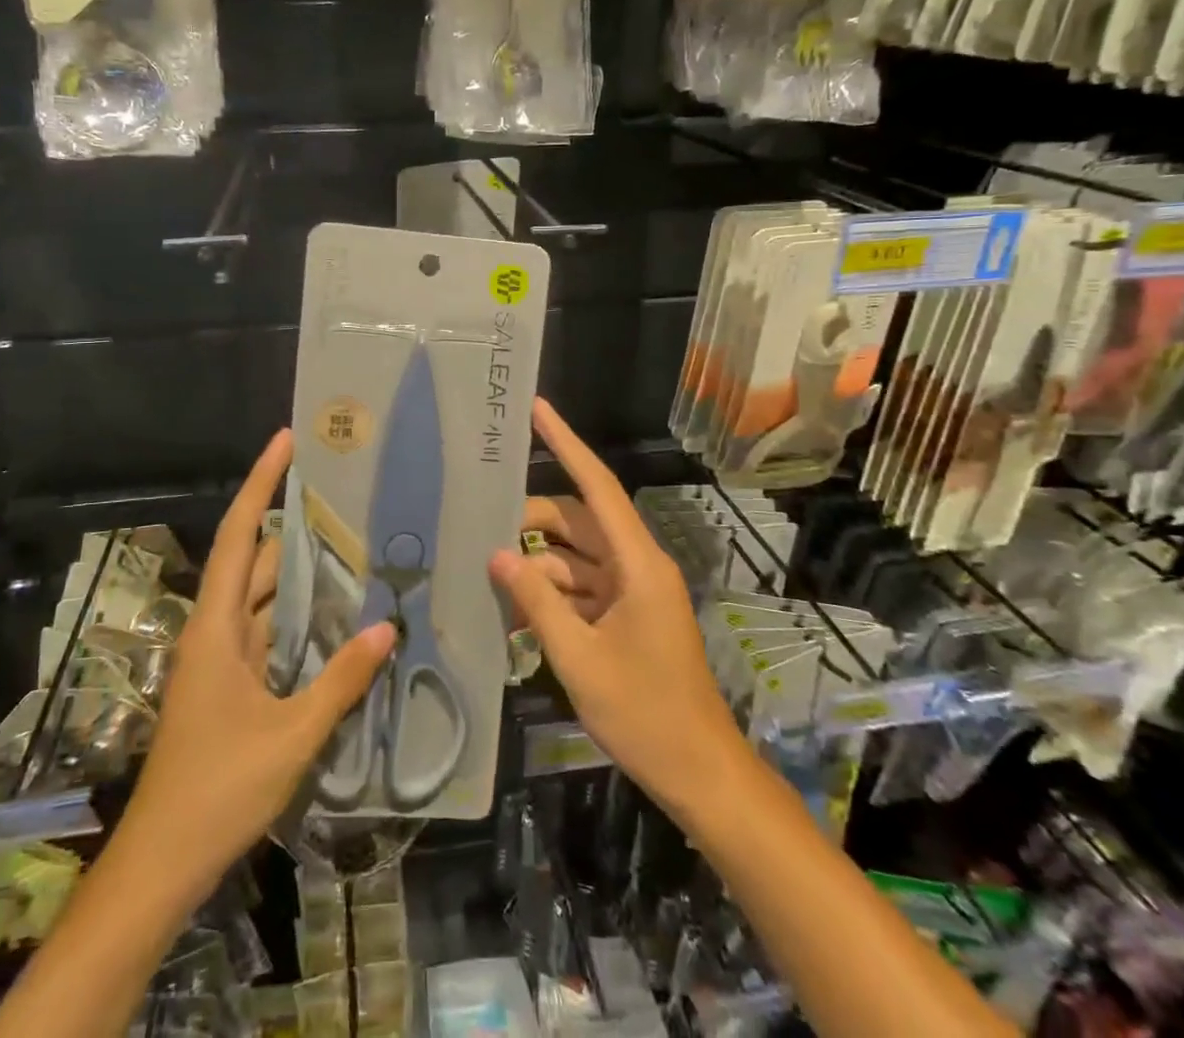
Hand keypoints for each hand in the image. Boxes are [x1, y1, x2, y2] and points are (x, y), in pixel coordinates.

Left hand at [123, 430, 395, 899]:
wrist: (162, 862)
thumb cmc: (219, 789)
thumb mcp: (291, 735)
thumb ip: (341, 680)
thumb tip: (386, 628)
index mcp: (215, 627)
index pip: (237, 535)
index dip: (260, 484)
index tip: (286, 441)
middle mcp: (214, 631)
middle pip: (252, 559)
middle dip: (291, 523)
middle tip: (342, 493)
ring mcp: (221, 660)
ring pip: (262, 597)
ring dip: (297, 571)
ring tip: (351, 541)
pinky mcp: (230, 686)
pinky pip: (268, 632)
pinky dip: (297, 615)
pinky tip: (336, 612)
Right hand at [491, 401, 742, 825]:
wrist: (700, 773)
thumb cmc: (644, 714)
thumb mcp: (579, 657)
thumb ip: (537, 601)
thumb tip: (498, 555)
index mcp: (638, 562)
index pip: (597, 486)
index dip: (566, 443)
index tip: (537, 409)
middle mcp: (638, 565)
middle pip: (579, 522)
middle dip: (533, 522)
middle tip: (484, 529)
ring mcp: (634, 591)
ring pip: (577, 556)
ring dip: (538, 565)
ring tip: (492, 576)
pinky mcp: (628, 616)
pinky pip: (583, 588)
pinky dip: (553, 594)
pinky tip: (517, 610)